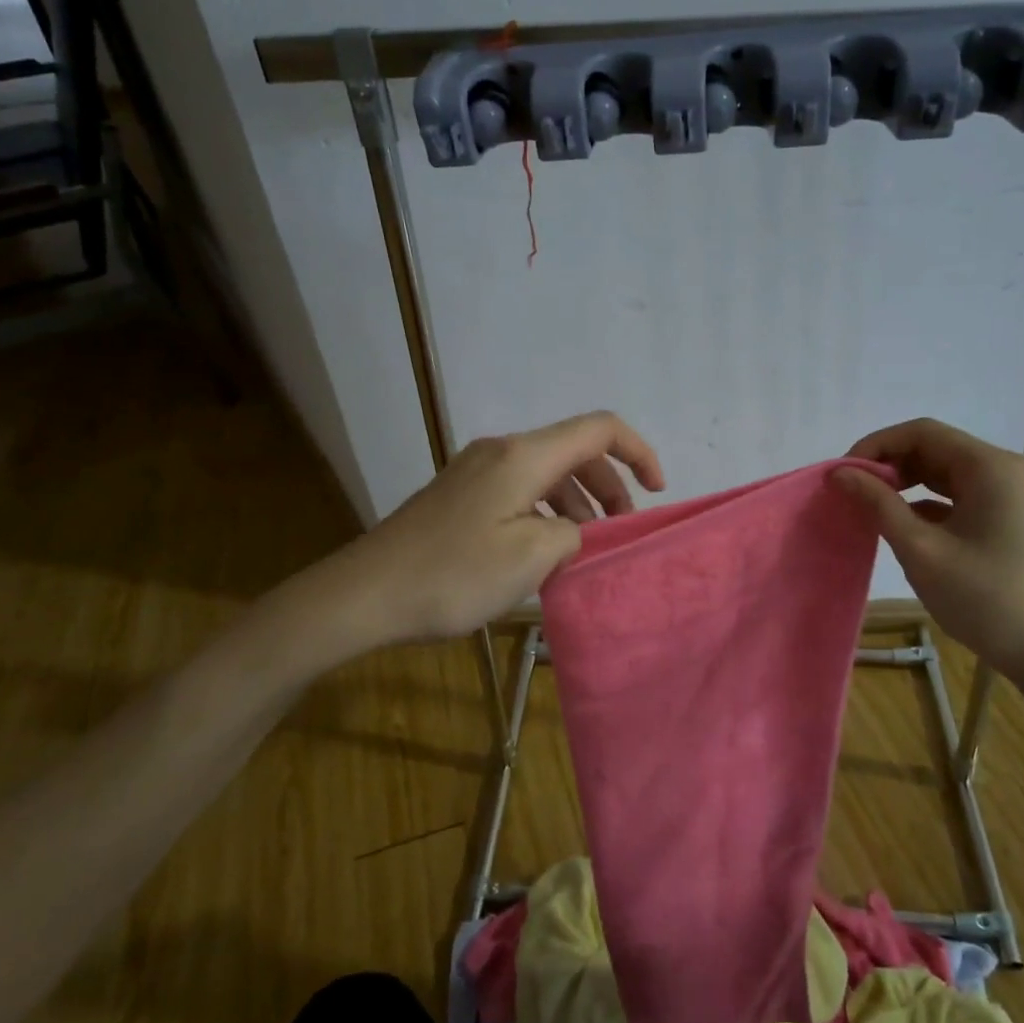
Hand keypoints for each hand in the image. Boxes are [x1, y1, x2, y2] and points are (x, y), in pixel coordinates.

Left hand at [348, 411, 665, 642]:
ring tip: (584, 549)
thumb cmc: (454, 574)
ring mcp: (476, 471)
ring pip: (546, 473)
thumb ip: (573, 534)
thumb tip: (575, 529)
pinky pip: (520, 490)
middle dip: (608, 486)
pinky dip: (546, 512)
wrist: (366, 593)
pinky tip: (544, 552)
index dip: (637, 451)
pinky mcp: (460, 494)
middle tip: (619, 534)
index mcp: (523, 456)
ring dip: (576, 504)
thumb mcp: (531, 557)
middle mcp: (501, 451)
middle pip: (573, 451)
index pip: (598, 429)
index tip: (657, 490)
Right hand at [833, 418, 1023, 675]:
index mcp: (987, 467)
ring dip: (898, 480)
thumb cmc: (980, 596)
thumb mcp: (920, 548)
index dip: (877, 445)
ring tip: (864, 502)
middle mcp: (995, 469)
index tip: (843, 473)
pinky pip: (946, 492)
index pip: (921, 433)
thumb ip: (878, 504)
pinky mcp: (992, 514)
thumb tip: (839, 473)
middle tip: (849, 489)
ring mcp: (997, 492)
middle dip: (886, 463)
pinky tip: (892, 520)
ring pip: (935, 469)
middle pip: (929, 446)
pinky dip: (915, 499)